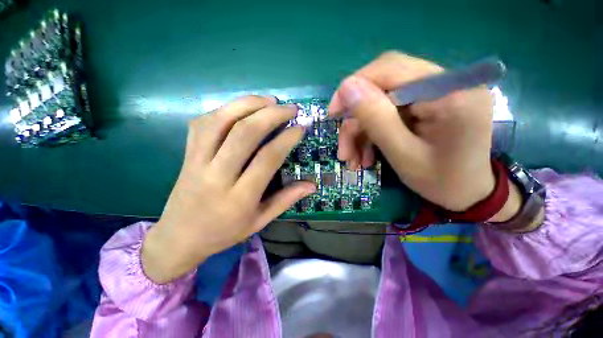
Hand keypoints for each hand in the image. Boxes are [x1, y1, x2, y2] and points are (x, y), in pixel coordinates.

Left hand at [142, 96, 315, 283]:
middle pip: (244, 133)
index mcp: (239, 197)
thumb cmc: (224, 232)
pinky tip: (242, 107)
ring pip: (221, 121)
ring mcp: (197, 161)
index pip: (267, 158)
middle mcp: (217, 175)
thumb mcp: (260, 220)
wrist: (179, 237)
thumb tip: (312, 185)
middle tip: (290, 108)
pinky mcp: (186, 154)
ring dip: (247, 104)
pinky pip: (203, 123)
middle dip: (271, 114)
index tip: (300, 127)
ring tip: (269, 100)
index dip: (286, 138)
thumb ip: (287, 199)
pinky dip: (225, 109)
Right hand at [328, 51, 517, 215]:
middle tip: (343, 147)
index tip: (333, 114)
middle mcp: (446, 83)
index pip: (390, 68)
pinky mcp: (428, 104)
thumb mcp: (403, 155)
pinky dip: (373, 134)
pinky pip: (389, 113)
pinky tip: (366, 155)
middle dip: (356, 119)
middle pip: (382, 86)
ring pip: (381, 103)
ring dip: (362, 132)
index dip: (354, 87)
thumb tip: (347, 87)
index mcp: (449, 92)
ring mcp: (437, 93)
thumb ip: (376, 119)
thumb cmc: (442, 181)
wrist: (468, 194)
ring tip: (353, 160)